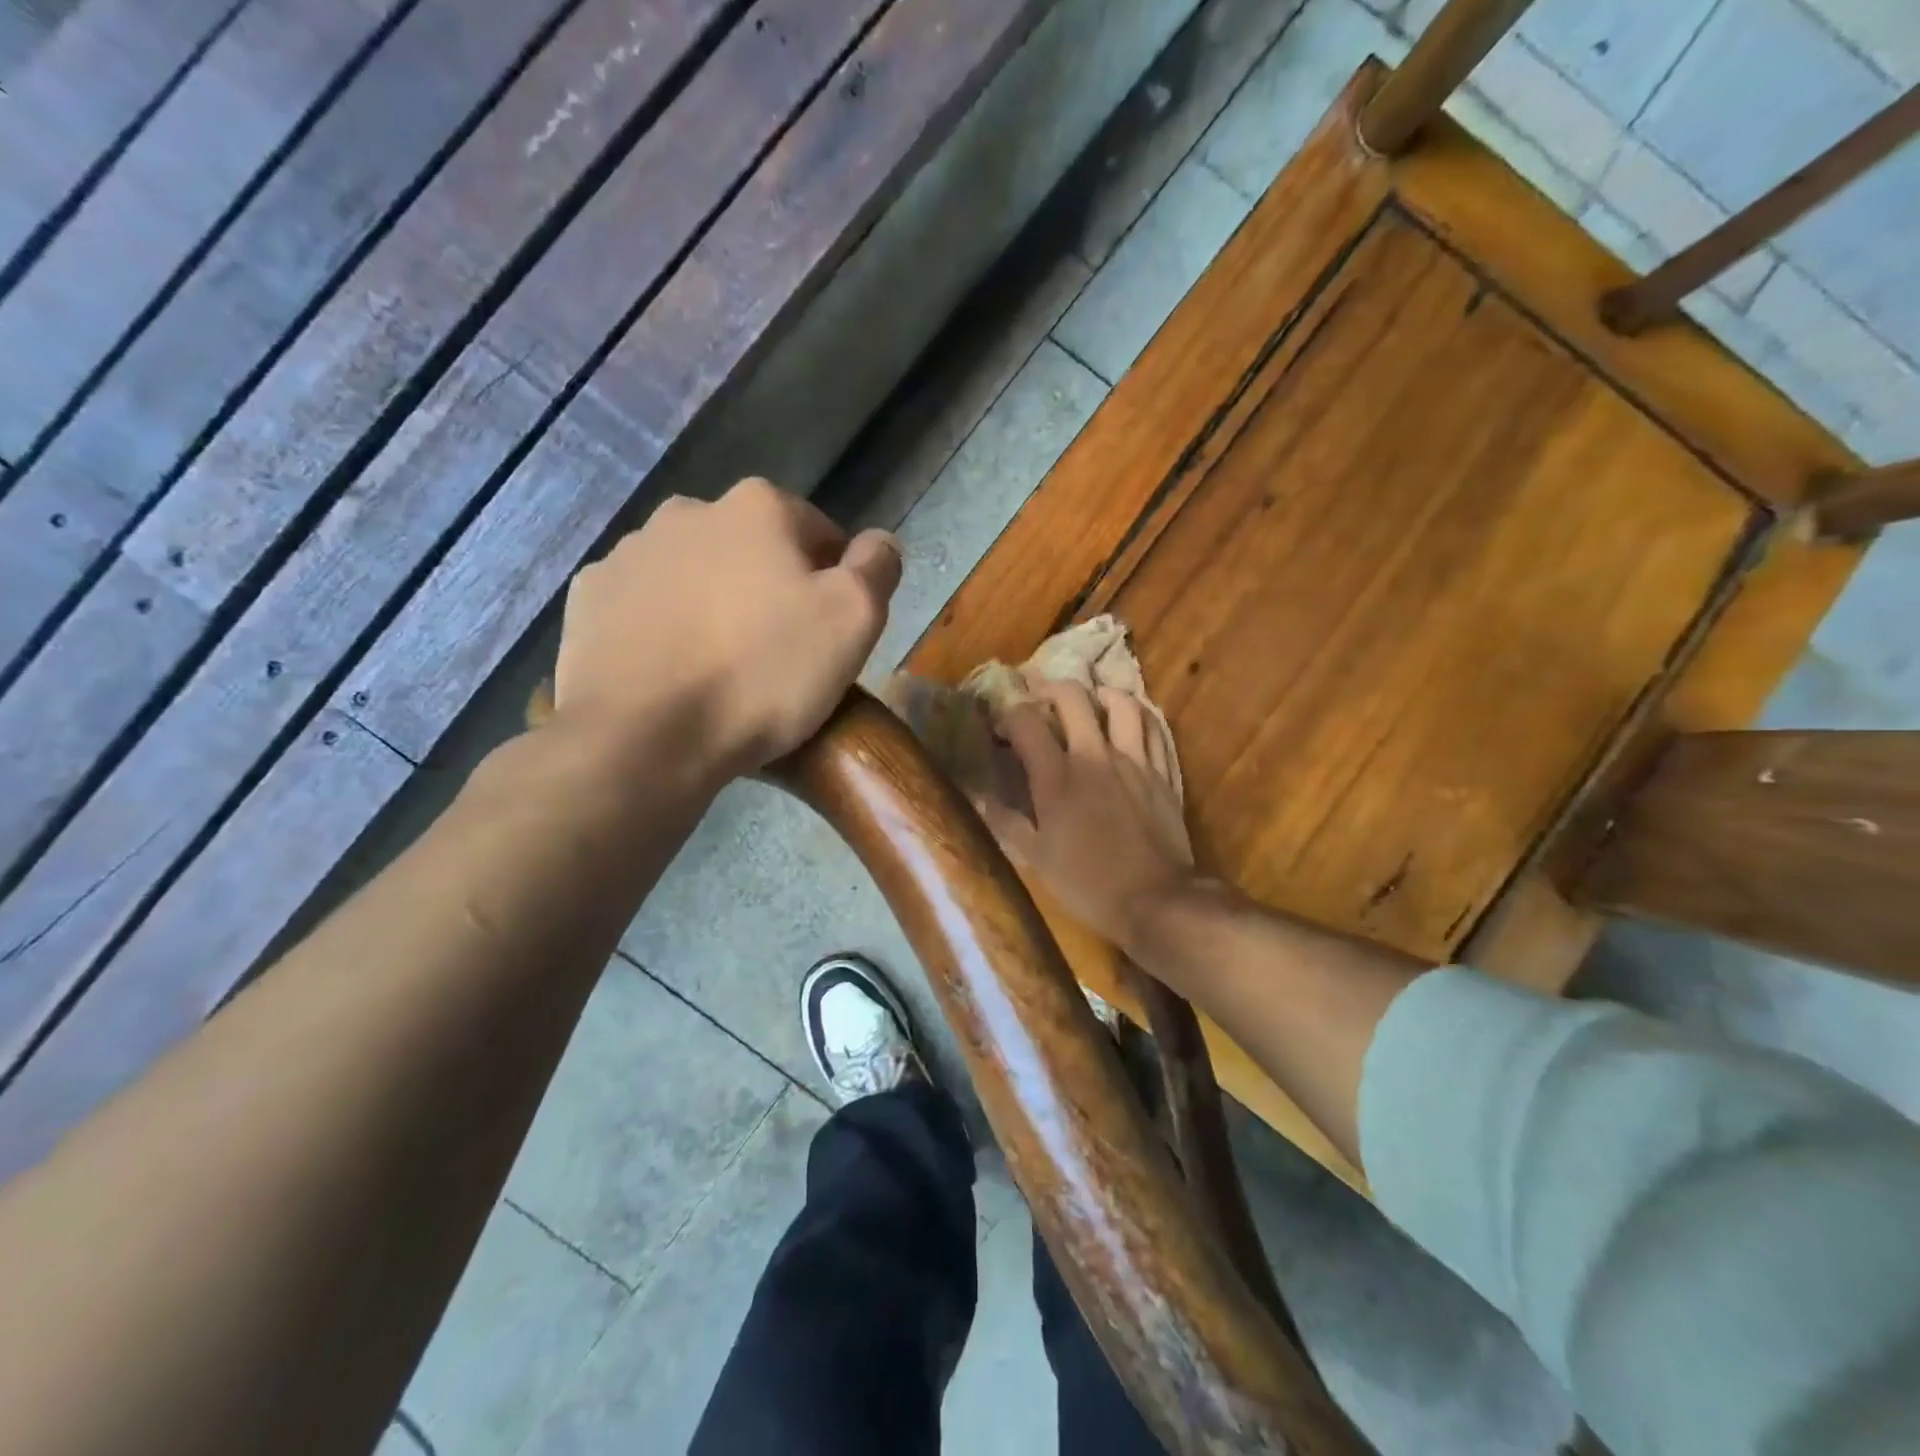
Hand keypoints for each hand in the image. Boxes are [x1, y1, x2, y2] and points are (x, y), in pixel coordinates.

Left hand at [555, 478, 900, 777]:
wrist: (645, 737)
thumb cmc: (762, 674)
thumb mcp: (853, 620)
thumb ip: (877, 567)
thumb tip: (879, 542)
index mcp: (757, 508)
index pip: (819, 533)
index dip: (833, 582)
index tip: (829, 633)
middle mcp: (688, 512)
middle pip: (753, 551)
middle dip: (770, 588)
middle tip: (779, 652)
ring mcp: (629, 553)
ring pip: (696, 575)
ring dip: (715, 604)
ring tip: (722, 668)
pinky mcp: (588, 599)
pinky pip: (645, 605)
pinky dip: (664, 626)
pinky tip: (673, 670)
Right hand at [976, 680, 1196, 955]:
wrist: (1156, 901)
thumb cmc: (1087, 884)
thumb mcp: (1035, 859)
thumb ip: (1006, 821)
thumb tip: (979, 796)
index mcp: (1056, 777)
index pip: (1024, 722)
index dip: (1007, 714)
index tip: (1000, 725)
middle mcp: (1094, 757)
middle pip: (1072, 697)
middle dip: (1049, 689)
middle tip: (1040, 700)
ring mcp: (1133, 761)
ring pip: (1120, 702)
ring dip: (1100, 695)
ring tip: (1090, 703)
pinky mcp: (1162, 772)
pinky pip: (1154, 728)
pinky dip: (1139, 716)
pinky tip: (1129, 722)